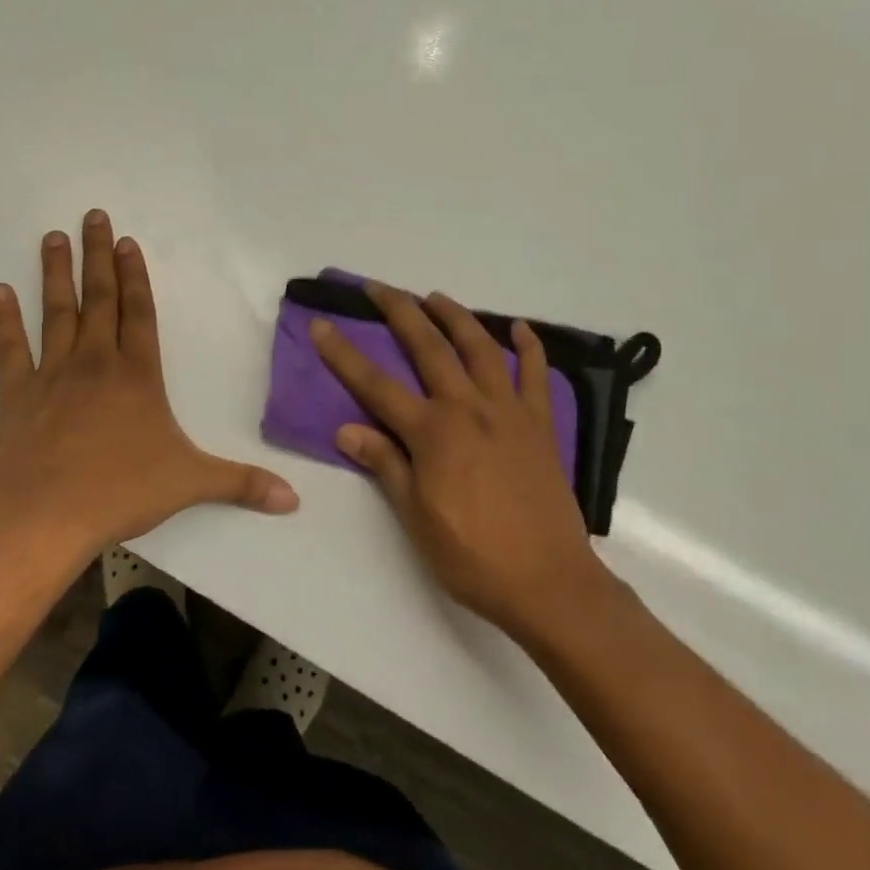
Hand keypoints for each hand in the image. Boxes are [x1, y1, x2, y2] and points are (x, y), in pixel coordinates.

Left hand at [0, 210, 298, 559]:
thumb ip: (242, 484)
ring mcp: (52, 375)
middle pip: (99, 299)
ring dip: (56, 274)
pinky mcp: (16, 395)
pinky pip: (10, 349)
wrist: (44, 518)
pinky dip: (4, 320)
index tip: (129, 242)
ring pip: (56, 313)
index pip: (140, 314)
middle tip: (92, 217)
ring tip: (53, 237)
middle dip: (98, 257)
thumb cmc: (120, 493)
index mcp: (138, 376)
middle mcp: (96, 364)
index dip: (136, 276)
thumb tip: (294, 499)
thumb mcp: (190, 484)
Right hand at [309, 284, 607, 639]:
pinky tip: (518, 329)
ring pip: (480, 348)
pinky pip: (536, 375)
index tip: (321, 324)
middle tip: (379, 287)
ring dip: (456, 317)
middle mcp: (468, 408)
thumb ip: (386, 465)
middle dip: (400, 312)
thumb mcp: (416, 517)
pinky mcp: (540, 425)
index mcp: (432, 433)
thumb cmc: (472, 556)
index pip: (375, 385)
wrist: (548, 581)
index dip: (343, 354)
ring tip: (435, 297)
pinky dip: (528, 347)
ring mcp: (509, 412)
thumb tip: (347, 429)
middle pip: (429, 347)